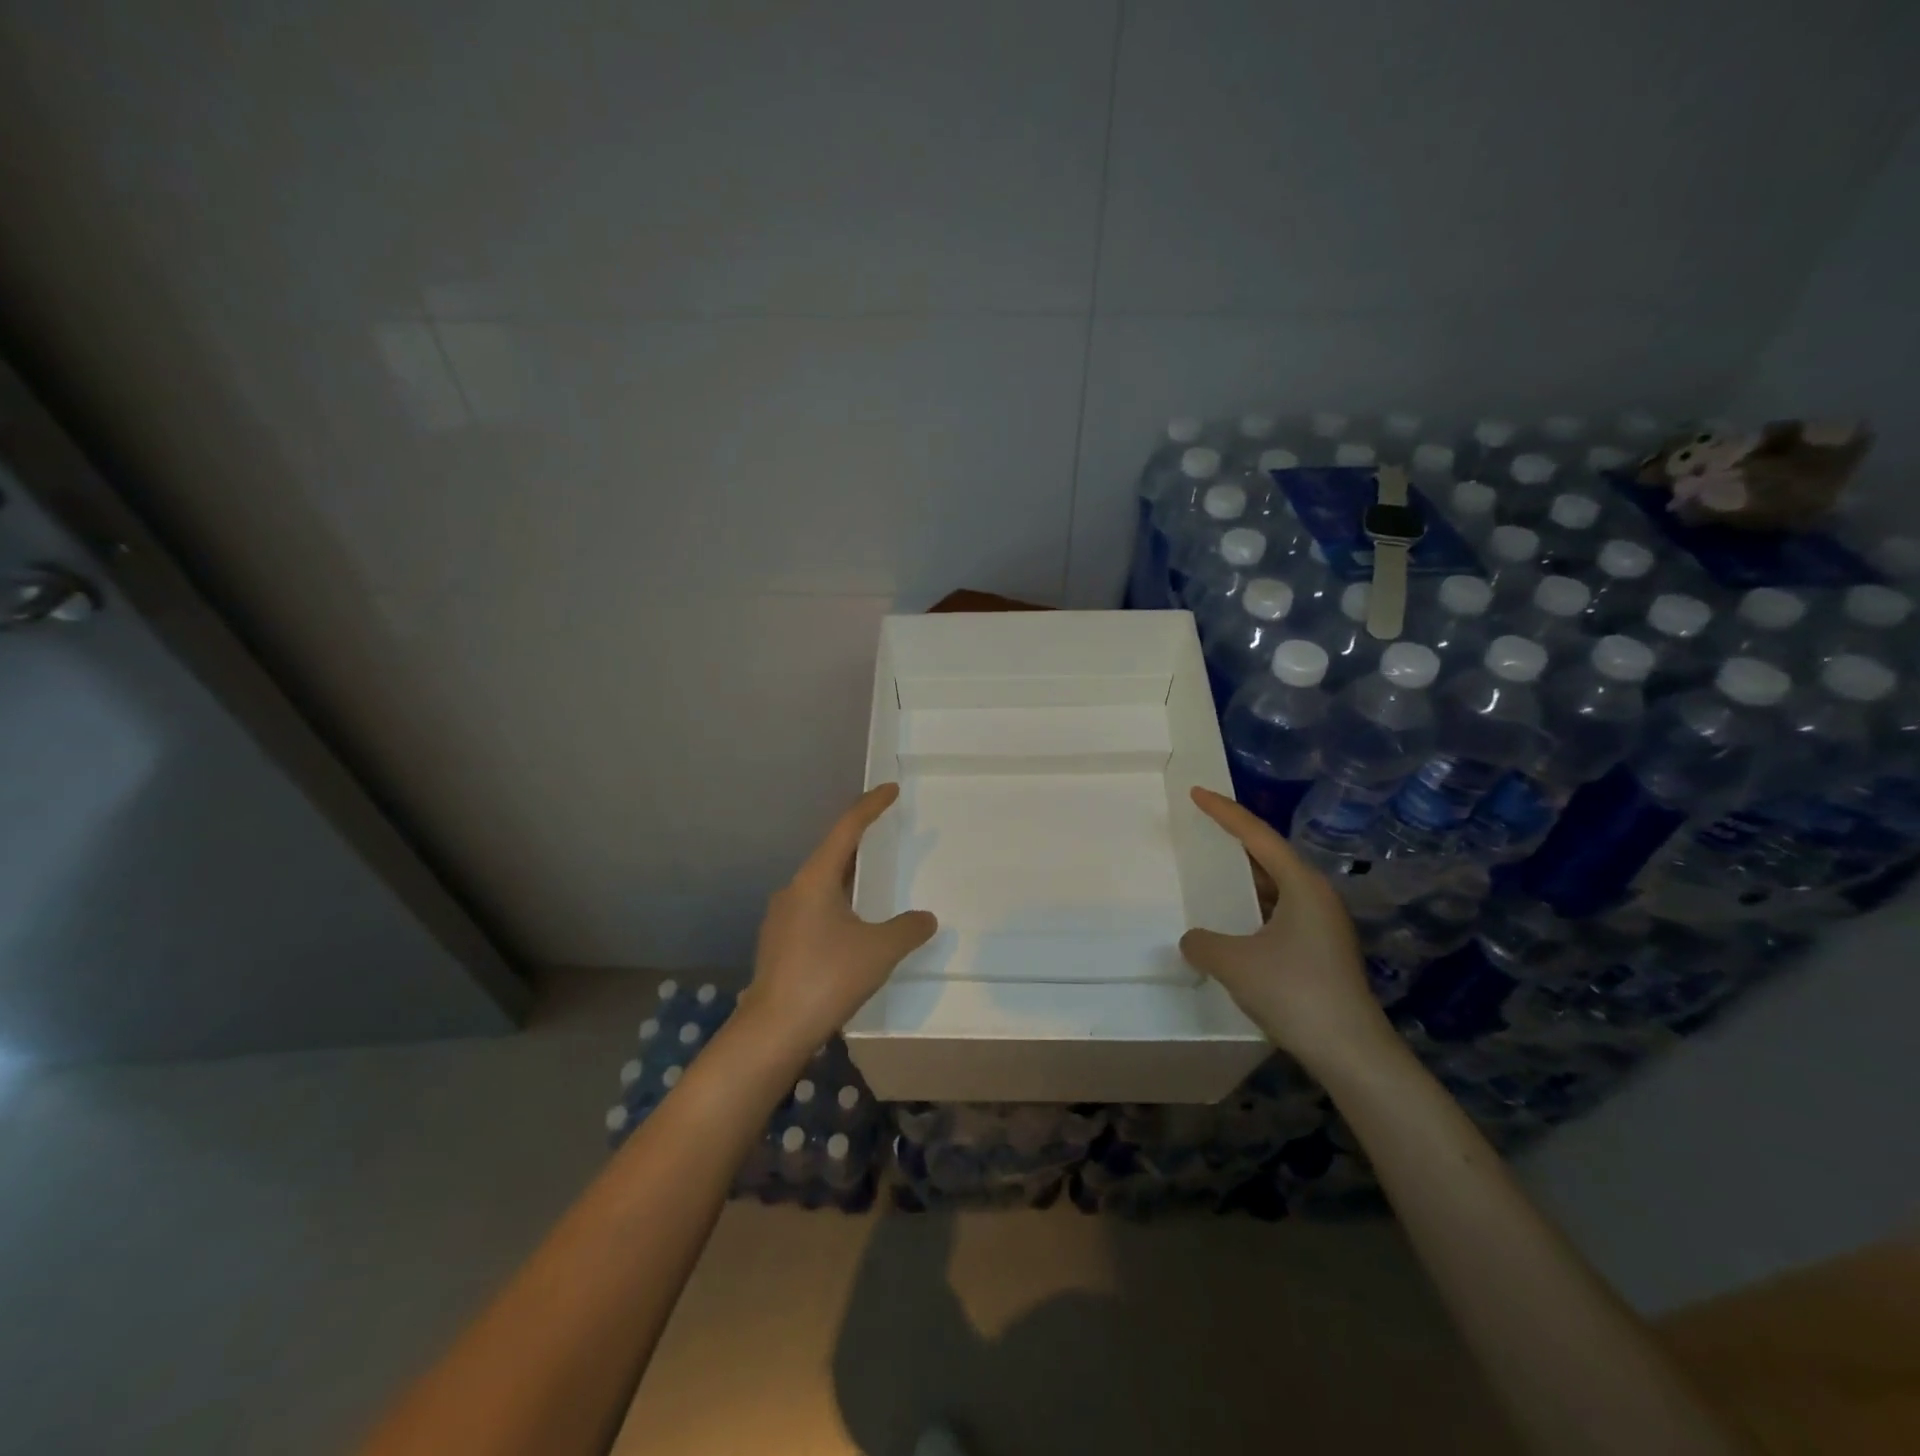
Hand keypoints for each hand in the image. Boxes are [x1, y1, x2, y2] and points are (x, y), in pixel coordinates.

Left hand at [743, 783, 937, 1058]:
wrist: (773, 1030)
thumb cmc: (827, 977)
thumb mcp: (880, 950)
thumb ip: (908, 929)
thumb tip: (926, 918)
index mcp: (815, 880)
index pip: (846, 830)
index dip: (870, 806)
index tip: (889, 790)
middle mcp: (794, 890)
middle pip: (832, 855)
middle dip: (860, 845)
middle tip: (886, 836)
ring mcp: (781, 918)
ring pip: (821, 886)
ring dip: (847, 879)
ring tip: (873, 883)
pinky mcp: (779, 944)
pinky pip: (814, 910)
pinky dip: (837, 906)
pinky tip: (851, 928)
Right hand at [1179, 787, 1396, 1074]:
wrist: (1351, 1052)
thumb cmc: (1294, 992)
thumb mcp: (1234, 963)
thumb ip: (1202, 943)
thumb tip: (1194, 940)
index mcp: (1302, 885)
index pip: (1257, 835)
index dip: (1224, 812)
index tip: (1197, 793)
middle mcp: (1316, 896)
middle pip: (1269, 856)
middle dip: (1234, 842)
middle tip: (1201, 828)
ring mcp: (1323, 925)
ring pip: (1275, 887)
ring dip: (1243, 880)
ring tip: (1210, 873)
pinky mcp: (1321, 950)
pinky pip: (1279, 913)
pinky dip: (1252, 908)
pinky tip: (1232, 923)